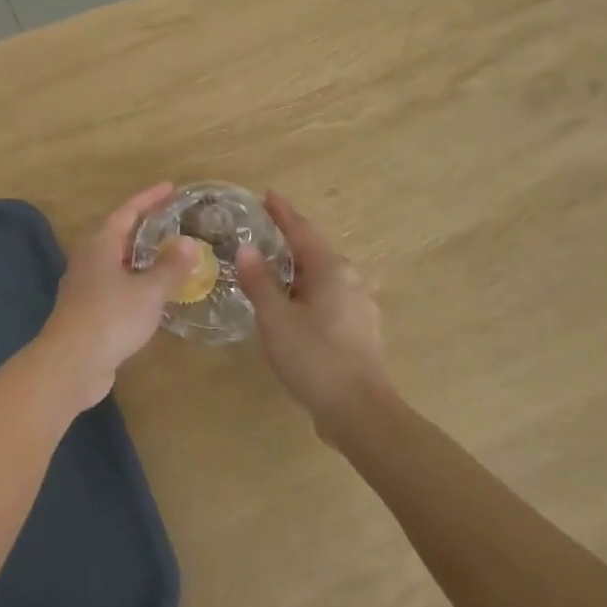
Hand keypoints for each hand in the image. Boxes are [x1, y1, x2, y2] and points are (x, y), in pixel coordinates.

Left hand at [34, 183, 198, 412]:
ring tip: (169, 256)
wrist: (71, 364)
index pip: (127, 211)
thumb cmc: (111, 317)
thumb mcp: (148, 291)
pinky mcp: (88, 312)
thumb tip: (189, 244)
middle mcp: (89, 259)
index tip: (171, 187)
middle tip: (173, 221)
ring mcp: (85, 287)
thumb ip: (170, 267)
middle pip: (119, 234)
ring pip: (117, 263)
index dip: (149, 198)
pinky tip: (154, 295)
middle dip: (145, 227)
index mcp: (100, 245)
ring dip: (142, 258)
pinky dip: (137, 284)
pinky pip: (116, 287)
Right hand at [235, 190, 388, 437]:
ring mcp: (360, 306)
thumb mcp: (275, 318)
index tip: (267, 194)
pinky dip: (308, 292)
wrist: (359, 412)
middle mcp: (351, 280)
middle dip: (290, 240)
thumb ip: (259, 281)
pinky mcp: (361, 330)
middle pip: (315, 251)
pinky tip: (294, 307)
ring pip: (324, 277)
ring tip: (274, 270)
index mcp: (332, 269)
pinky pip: (330, 298)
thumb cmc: (314, 357)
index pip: (302, 230)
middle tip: (263, 232)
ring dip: (299, 270)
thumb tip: (246, 248)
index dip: (282, 212)